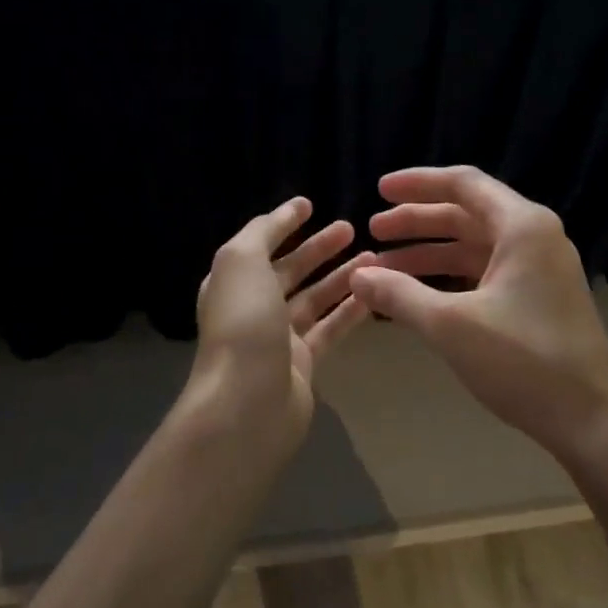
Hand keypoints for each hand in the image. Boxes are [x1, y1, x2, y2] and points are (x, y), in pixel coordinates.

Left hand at [189, 196, 375, 461]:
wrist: (248, 402)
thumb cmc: (243, 323)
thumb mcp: (242, 261)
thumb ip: (262, 232)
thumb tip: (285, 212)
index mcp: (233, 282)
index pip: (261, 244)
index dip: (284, 224)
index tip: (312, 204)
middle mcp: (253, 307)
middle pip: (290, 271)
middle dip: (319, 249)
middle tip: (352, 229)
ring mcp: (278, 338)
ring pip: (314, 300)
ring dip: (341, 277)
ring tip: (373, 258)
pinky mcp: (303, 364)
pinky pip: (329, 330)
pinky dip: (349, 312)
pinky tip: (374, 295)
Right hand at [348, 167, 607, 462]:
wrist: (591, 420)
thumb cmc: (522, 362)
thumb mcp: (450, 325)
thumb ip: (399, 294)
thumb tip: (356, 276)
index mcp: (523, 227)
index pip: (463, 184)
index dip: (417, 184)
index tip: (377, 191)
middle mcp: (535, 238)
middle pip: (466, 214)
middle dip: (417, 222)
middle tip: (372, 232)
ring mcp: (539, 270)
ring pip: (474, 247)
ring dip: (429, 254)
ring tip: (384, 269)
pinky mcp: (538, 300)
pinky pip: (485, 274)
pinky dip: (450, 279)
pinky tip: (418, 295)